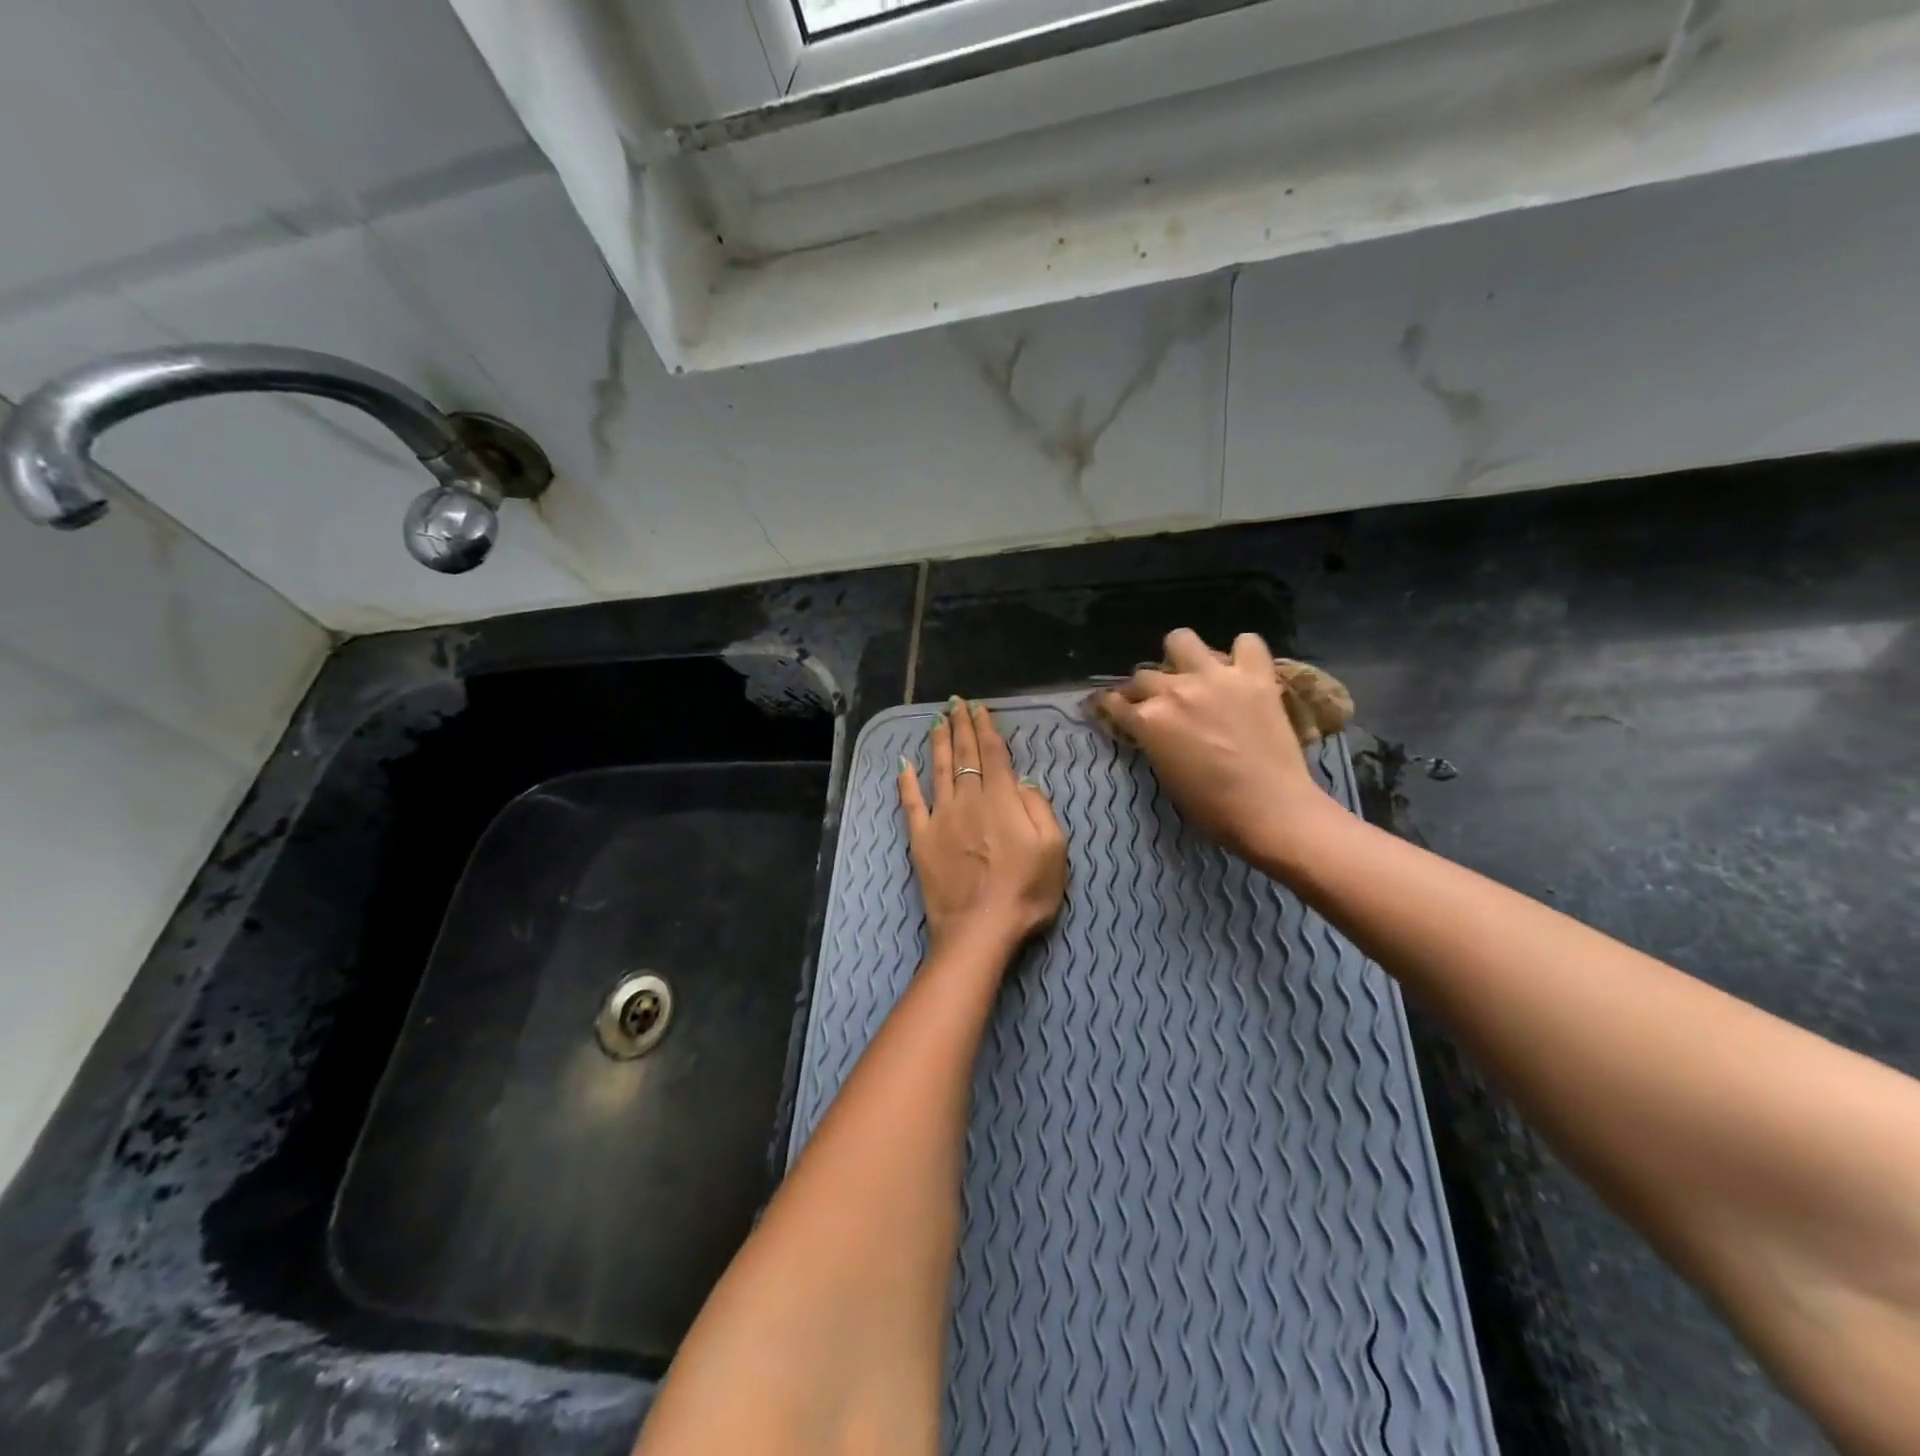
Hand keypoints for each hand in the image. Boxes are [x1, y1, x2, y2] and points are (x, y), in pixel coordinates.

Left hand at [898, 698, 1067, 960]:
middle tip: (956, 703)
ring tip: (936, 721)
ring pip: (939, 770)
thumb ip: (1040, 809)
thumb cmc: (1026, 892)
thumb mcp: (1054, 850)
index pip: (993, 754)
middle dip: (961, 726)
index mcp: (1002, 800)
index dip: (986, 728)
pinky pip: (911, 804)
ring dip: (938, 743)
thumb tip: (1023, 782)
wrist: (980, 929)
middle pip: (965, 755)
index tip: (979, 708)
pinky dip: (906, 782)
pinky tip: (903, 764)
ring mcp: (941, 818)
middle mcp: (969, 800)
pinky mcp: (921, 839)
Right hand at [1098, 629, 1332, 861]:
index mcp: (1148, 720)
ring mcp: (1215, 677)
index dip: (1112, 705)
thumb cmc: (1212, 807)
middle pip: (1145, 674)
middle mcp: (1175, 690)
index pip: (1115, 702)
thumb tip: (1153, 728)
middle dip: (1146, 688)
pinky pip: (1247, 642)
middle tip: (1161, 702)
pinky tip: (1242, 669)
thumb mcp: (1166, 775)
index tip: (1115, 707)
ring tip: (1194, 671)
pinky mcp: (1254, 675)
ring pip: (1182, 639)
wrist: (1270, 809)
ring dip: (1182, 655)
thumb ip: (1154, 741)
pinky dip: (1243, 653)